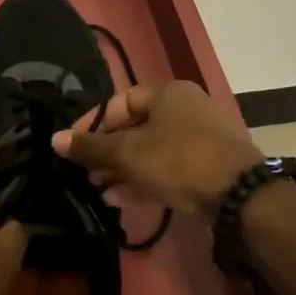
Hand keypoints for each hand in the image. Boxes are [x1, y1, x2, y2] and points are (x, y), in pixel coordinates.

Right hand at [52, 81, 264, 221]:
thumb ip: (90, 147)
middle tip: (86, 174)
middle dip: (106, 153)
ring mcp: (199, 138)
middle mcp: (184, 109)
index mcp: (167, 93)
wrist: (241, 196)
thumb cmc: (178, 161)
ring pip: (150, 151)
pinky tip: (121, 201)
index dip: (92, 124)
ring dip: (122, 171)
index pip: (118, 102)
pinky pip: (167, 168)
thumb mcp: (127, 154)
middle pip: (134, 128)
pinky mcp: (207, 166)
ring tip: (99, 191)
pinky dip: (144, 180)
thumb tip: (54, 139)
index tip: (73, 147)